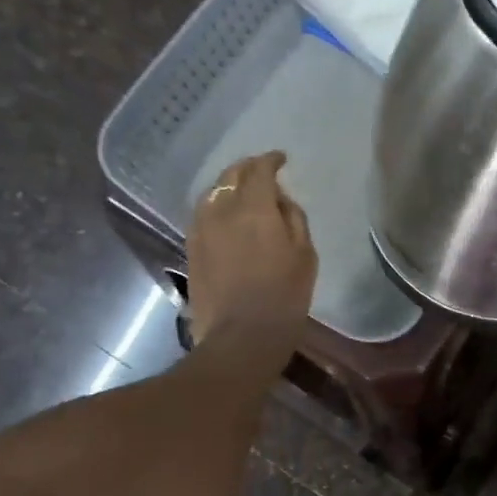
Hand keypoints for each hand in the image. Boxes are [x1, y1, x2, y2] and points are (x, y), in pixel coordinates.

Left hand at [186, 151, 316, 359]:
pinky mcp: (191, 247)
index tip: (281, 159)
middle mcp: (222, 209)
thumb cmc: (284, 297)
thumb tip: (280, 200)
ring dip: (229, 186)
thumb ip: (294, 219)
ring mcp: (201, 228)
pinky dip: (216, 207)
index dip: (271, 160)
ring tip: (243, 193)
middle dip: (247, 168)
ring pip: (213, 193)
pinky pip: (203, 214)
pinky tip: (226, 217)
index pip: (259, 169)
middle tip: (262, 172)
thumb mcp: (305, 255)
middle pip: (231, 175)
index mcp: (255, 208)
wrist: (241, 336)